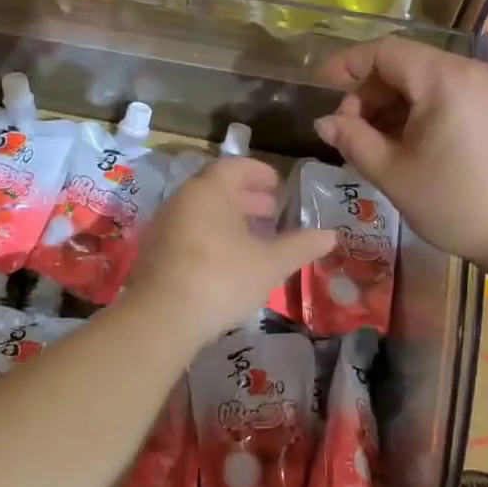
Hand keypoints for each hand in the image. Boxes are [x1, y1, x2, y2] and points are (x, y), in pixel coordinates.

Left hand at [125, 158, 336, 343]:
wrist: (161, 319)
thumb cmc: (221, 278)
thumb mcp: (270, 263)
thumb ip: (301, 246)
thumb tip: (331, 235)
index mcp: (209, 190)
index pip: (236, 167)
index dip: (260, 173)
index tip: (279, 186)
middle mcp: (183, 201)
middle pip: (218, 189)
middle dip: (248, 199)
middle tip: (273, 212)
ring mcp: (165, 227)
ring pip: (203, 213)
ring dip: (231, 220)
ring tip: (256, 239)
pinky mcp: (156, 254)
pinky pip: (190, 233)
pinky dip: (213, 237)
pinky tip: (230, 261)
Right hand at [315, 38, 487, 273]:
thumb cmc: (455, 205)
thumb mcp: (394, 174)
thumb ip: (353, 140)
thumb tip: (324, 121)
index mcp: (446, 80)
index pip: (386, 52)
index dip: (348, 64)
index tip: (322, 85)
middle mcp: (475, 71)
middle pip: (410, 64)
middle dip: (373, 91)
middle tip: (352, 129)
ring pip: (433, 80)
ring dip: (399, 102)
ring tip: (380, 140)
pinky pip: (458, 94)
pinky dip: (428, 109)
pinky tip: (415, 142)